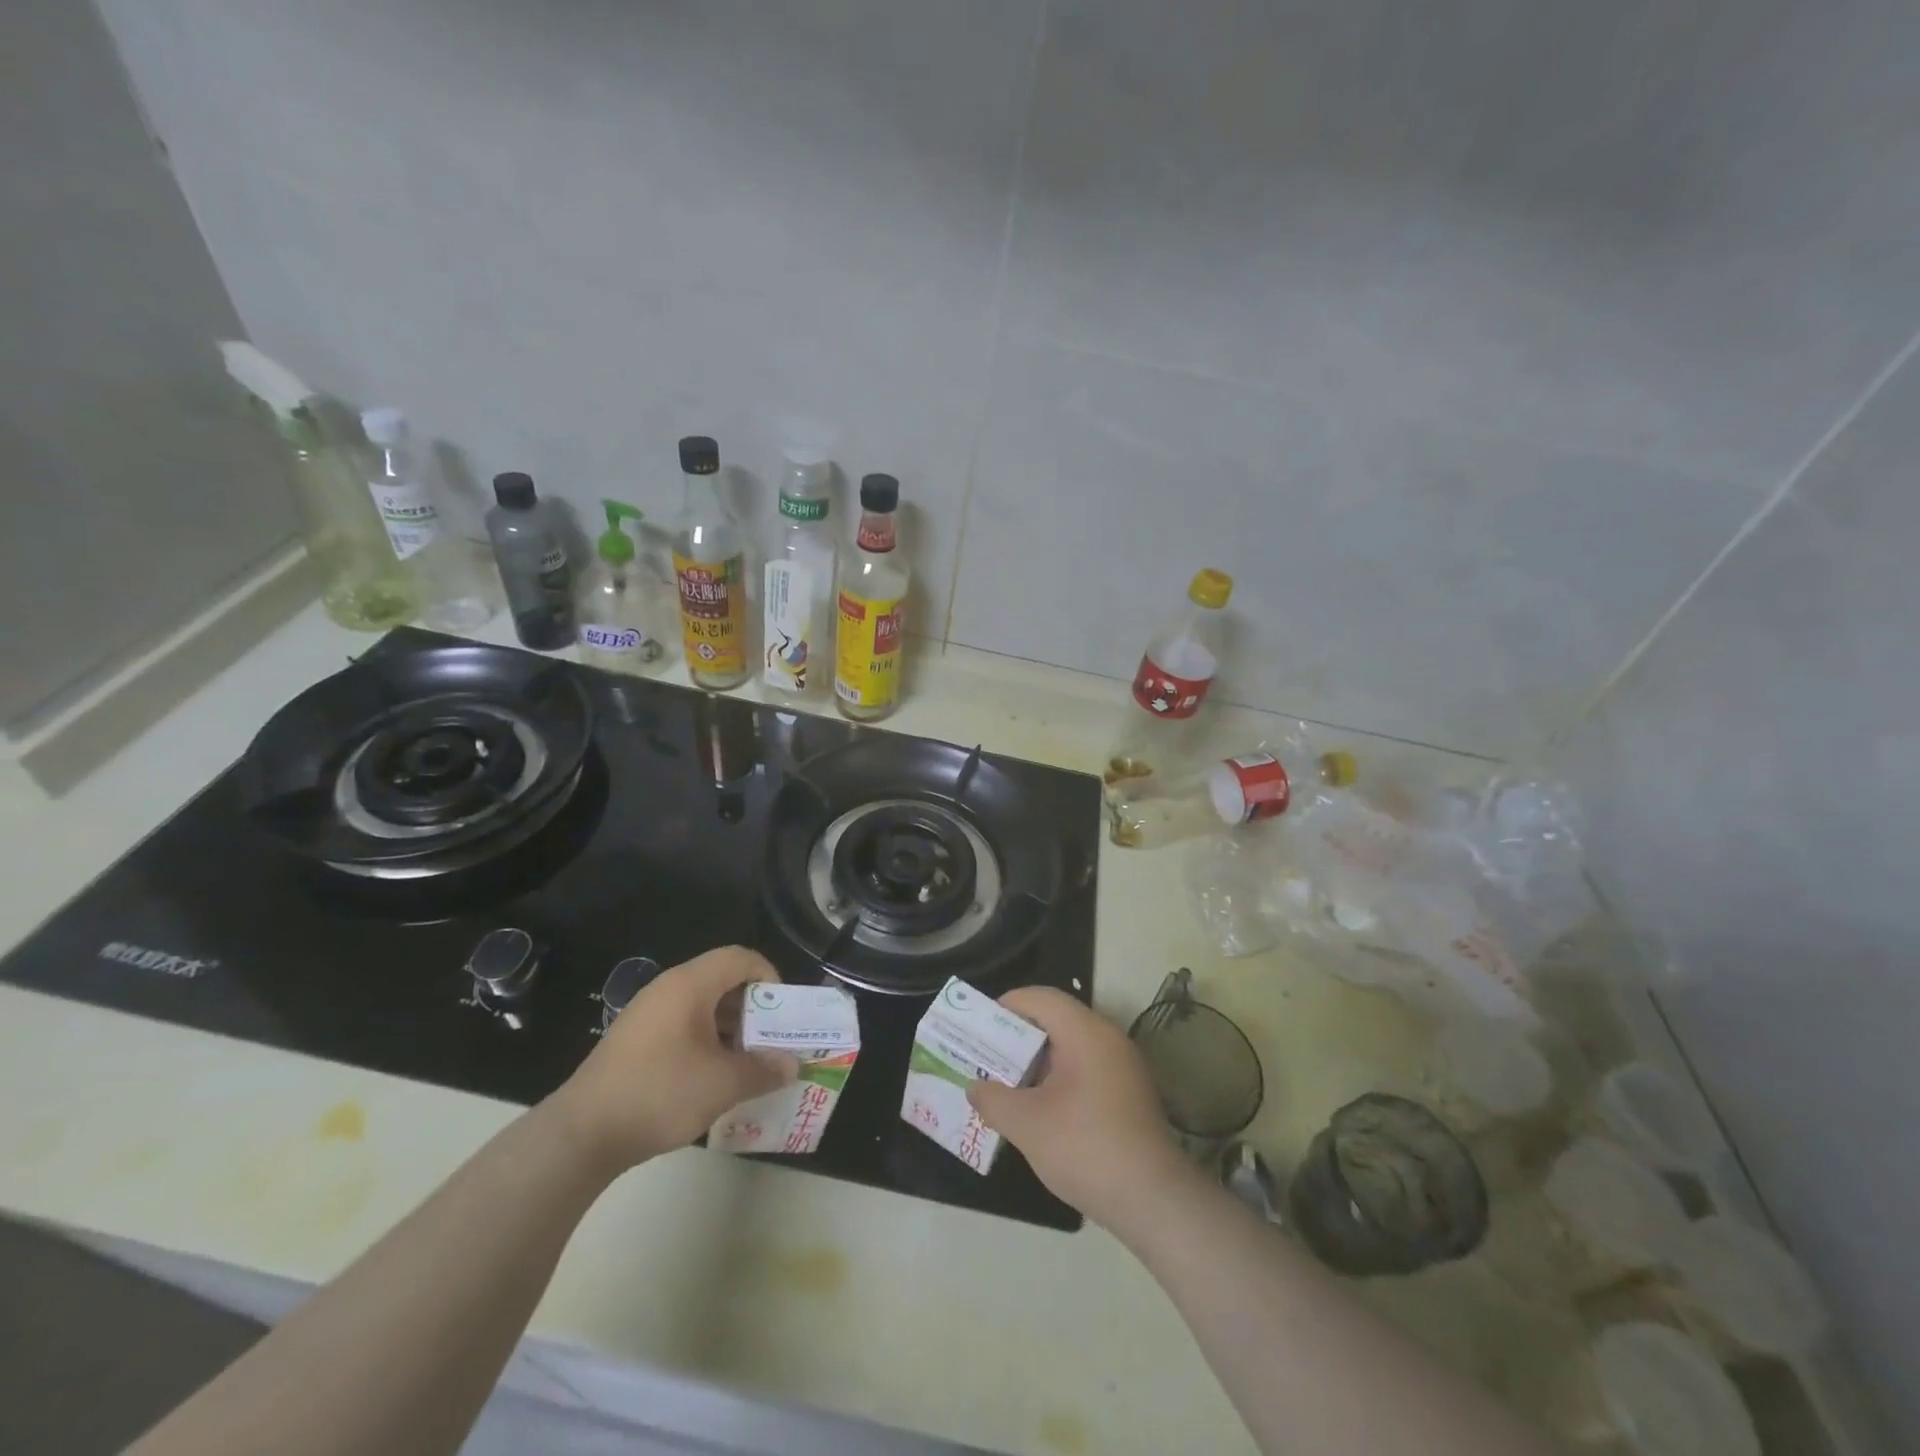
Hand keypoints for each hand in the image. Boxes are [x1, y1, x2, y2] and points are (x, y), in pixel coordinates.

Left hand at [553, 946, 796, 1172]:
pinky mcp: (636, 1041)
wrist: (581, 1135)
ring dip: (731, 1029)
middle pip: (722, 980)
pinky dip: (706, 1042)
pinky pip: (683, 1026)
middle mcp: (668, 989)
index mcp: (689, 985)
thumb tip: (792, 1066)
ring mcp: (648, 1015)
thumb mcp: (722, 1084)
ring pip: (703, 1006)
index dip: (769, 977)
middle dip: (753, 1009)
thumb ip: (763, 1070)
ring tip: (747, 1064)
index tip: (782, 1013)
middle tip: (770, 1041)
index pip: (740, 958)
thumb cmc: (659, 1094)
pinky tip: (712, 1078)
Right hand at [966, 987, 1193, 1230]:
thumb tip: (974, 1087)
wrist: (1154, 1201)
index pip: (1040, 998)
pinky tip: (1038, 1109)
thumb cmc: (1086, 1148)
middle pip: (1055, 1020)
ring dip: (1036, 1062)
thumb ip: (993, 1100)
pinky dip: (1057, 1079)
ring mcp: (1122, 1066)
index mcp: (1086, 1032)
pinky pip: (1084, 1069)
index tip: (978, 1027)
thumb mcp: (1028, 1125)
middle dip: (1016, 1037)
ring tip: (1005, 1085)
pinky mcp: (1128, 1093)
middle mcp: (1107, 1038)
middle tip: (985, 1057)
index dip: (1006, 1006)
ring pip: (1069, 1047)